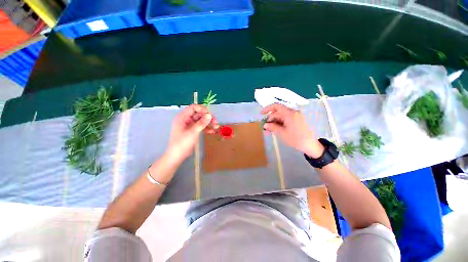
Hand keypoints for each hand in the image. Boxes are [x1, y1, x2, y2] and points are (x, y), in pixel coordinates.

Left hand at [166, 105, 218, 163]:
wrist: (177, 156)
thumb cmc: (182, 143)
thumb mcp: (193, 132)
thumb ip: (201, 123)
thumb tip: (210, 115)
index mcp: (182, 117)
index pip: (193, 108)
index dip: (202, 109)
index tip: (210, 114)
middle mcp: (186, 119)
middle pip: (198, 114)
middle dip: (207, 117)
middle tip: (216, 122)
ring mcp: (189, 125)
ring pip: (201, 121)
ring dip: (208, 123)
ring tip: (216, 126)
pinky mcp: (192, 131)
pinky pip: (200, 127)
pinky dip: (206, 128)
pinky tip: (212, 132)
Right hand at [262, 103, 323, 157]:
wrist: (310, 145)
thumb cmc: (296, 139)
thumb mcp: (282, 133)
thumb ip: (272, 127)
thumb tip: (265, 125)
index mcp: (290, 114)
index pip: (276, 106)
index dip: (267, 108)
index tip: (261, 114)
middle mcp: (293, 112)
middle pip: (278, 112)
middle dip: (271, 118)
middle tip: (265, 127)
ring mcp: (296, 116)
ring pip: (282, 116)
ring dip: (275, 121)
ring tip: (270, 130)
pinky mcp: (297, 120)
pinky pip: (286, 119)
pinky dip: (280, 123)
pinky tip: (277, 129)